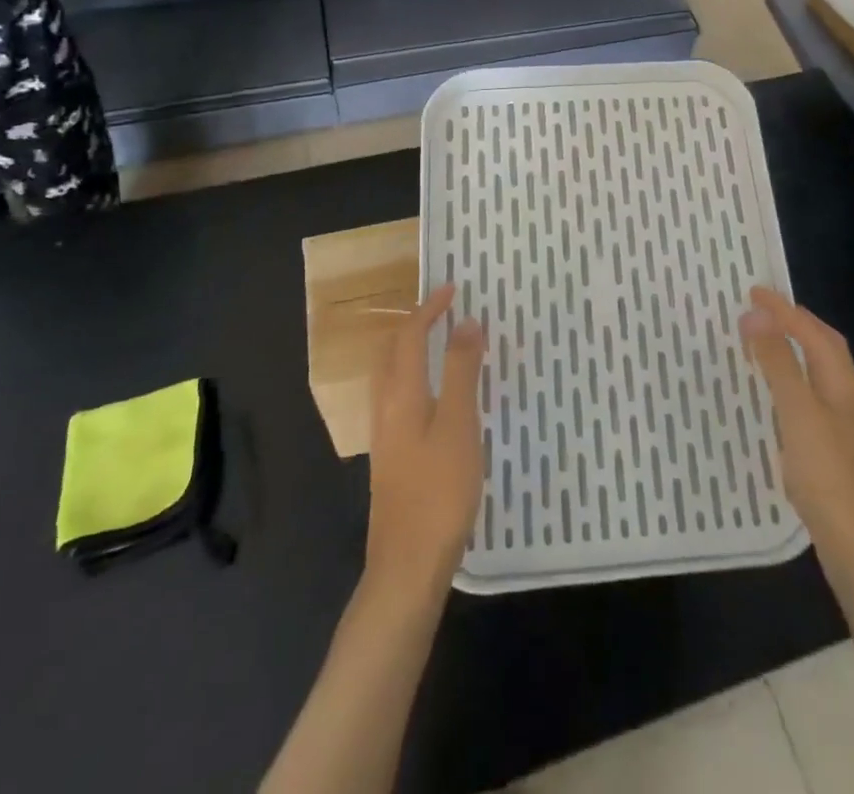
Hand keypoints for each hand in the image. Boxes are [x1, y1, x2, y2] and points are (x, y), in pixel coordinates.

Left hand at [364, 285, 485, 602]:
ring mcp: (385, 435)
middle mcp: (386, 408)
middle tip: (444, 309)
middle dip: (414, 323)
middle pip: (391, 351)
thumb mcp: (459, 425)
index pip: (410, 335)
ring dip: (411, 348)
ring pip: (391, 375)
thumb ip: (462, 372)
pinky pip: (399, 397)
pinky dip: (415, 375)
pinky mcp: (392, 457)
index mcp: (401, 395)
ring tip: (440, 341)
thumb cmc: (439, 491)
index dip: (430, 308)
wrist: (407, 566)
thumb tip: (467, 322)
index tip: (454, 288)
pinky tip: (437, 395)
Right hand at [742, 287, 853, 595]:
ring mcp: (848, 429)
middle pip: (826, 350)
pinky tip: (779, 400)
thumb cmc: (828, 476)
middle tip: (764, 310)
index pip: (815, 333)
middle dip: (797, 324)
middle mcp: (850, 400)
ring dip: (796, 352)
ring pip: (821, 375)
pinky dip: (794, 383)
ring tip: (767, 343)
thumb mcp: (798, 413)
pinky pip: (814, 399)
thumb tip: (757, 315)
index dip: (785, 310)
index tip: (754, 291)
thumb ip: (778, 363)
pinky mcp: (838, 454)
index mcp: (844, 385)